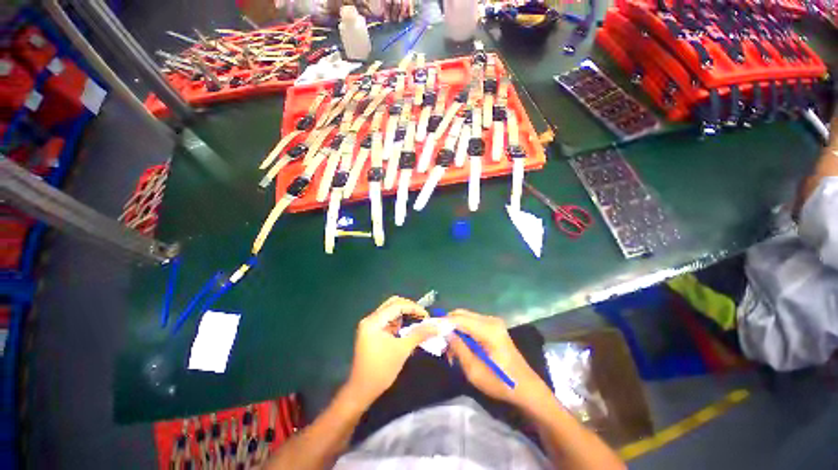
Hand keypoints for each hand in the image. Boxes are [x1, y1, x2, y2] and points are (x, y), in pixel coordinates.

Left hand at [344, 296, 436, 405]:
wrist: (362, 391)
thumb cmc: (381, 370)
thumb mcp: (402, 350)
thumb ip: (419, 334)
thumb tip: (436, 326)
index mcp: (374, 321)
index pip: (396, 306)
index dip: (413, 308)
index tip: (427, 316)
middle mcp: (370, 319)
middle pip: (392, 304)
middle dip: (409, 308)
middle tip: (422, 316)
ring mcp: (370, 326)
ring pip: (390, 312)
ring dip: (405, 314)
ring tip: (418, 321)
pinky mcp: (373, 333)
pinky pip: (388, 321)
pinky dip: (399, 322)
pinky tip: (408, 329)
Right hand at [447, 310, 551, 407]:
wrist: (526, 388)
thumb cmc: (500, 382)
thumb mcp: (474, 370)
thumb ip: (458, 348)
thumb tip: (444, 333)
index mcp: (488, 329)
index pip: (458, 319)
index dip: (442, 322)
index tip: (428, 329)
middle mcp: (490, 320)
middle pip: (461, 315)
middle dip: (448, 327)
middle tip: (441, 344)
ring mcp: (493, 322)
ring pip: (466, 318)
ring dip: (455, 330)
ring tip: (451, 350)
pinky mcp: (494, 327)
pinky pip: (472, 323)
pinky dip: (463, 332)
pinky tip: (462, 347)